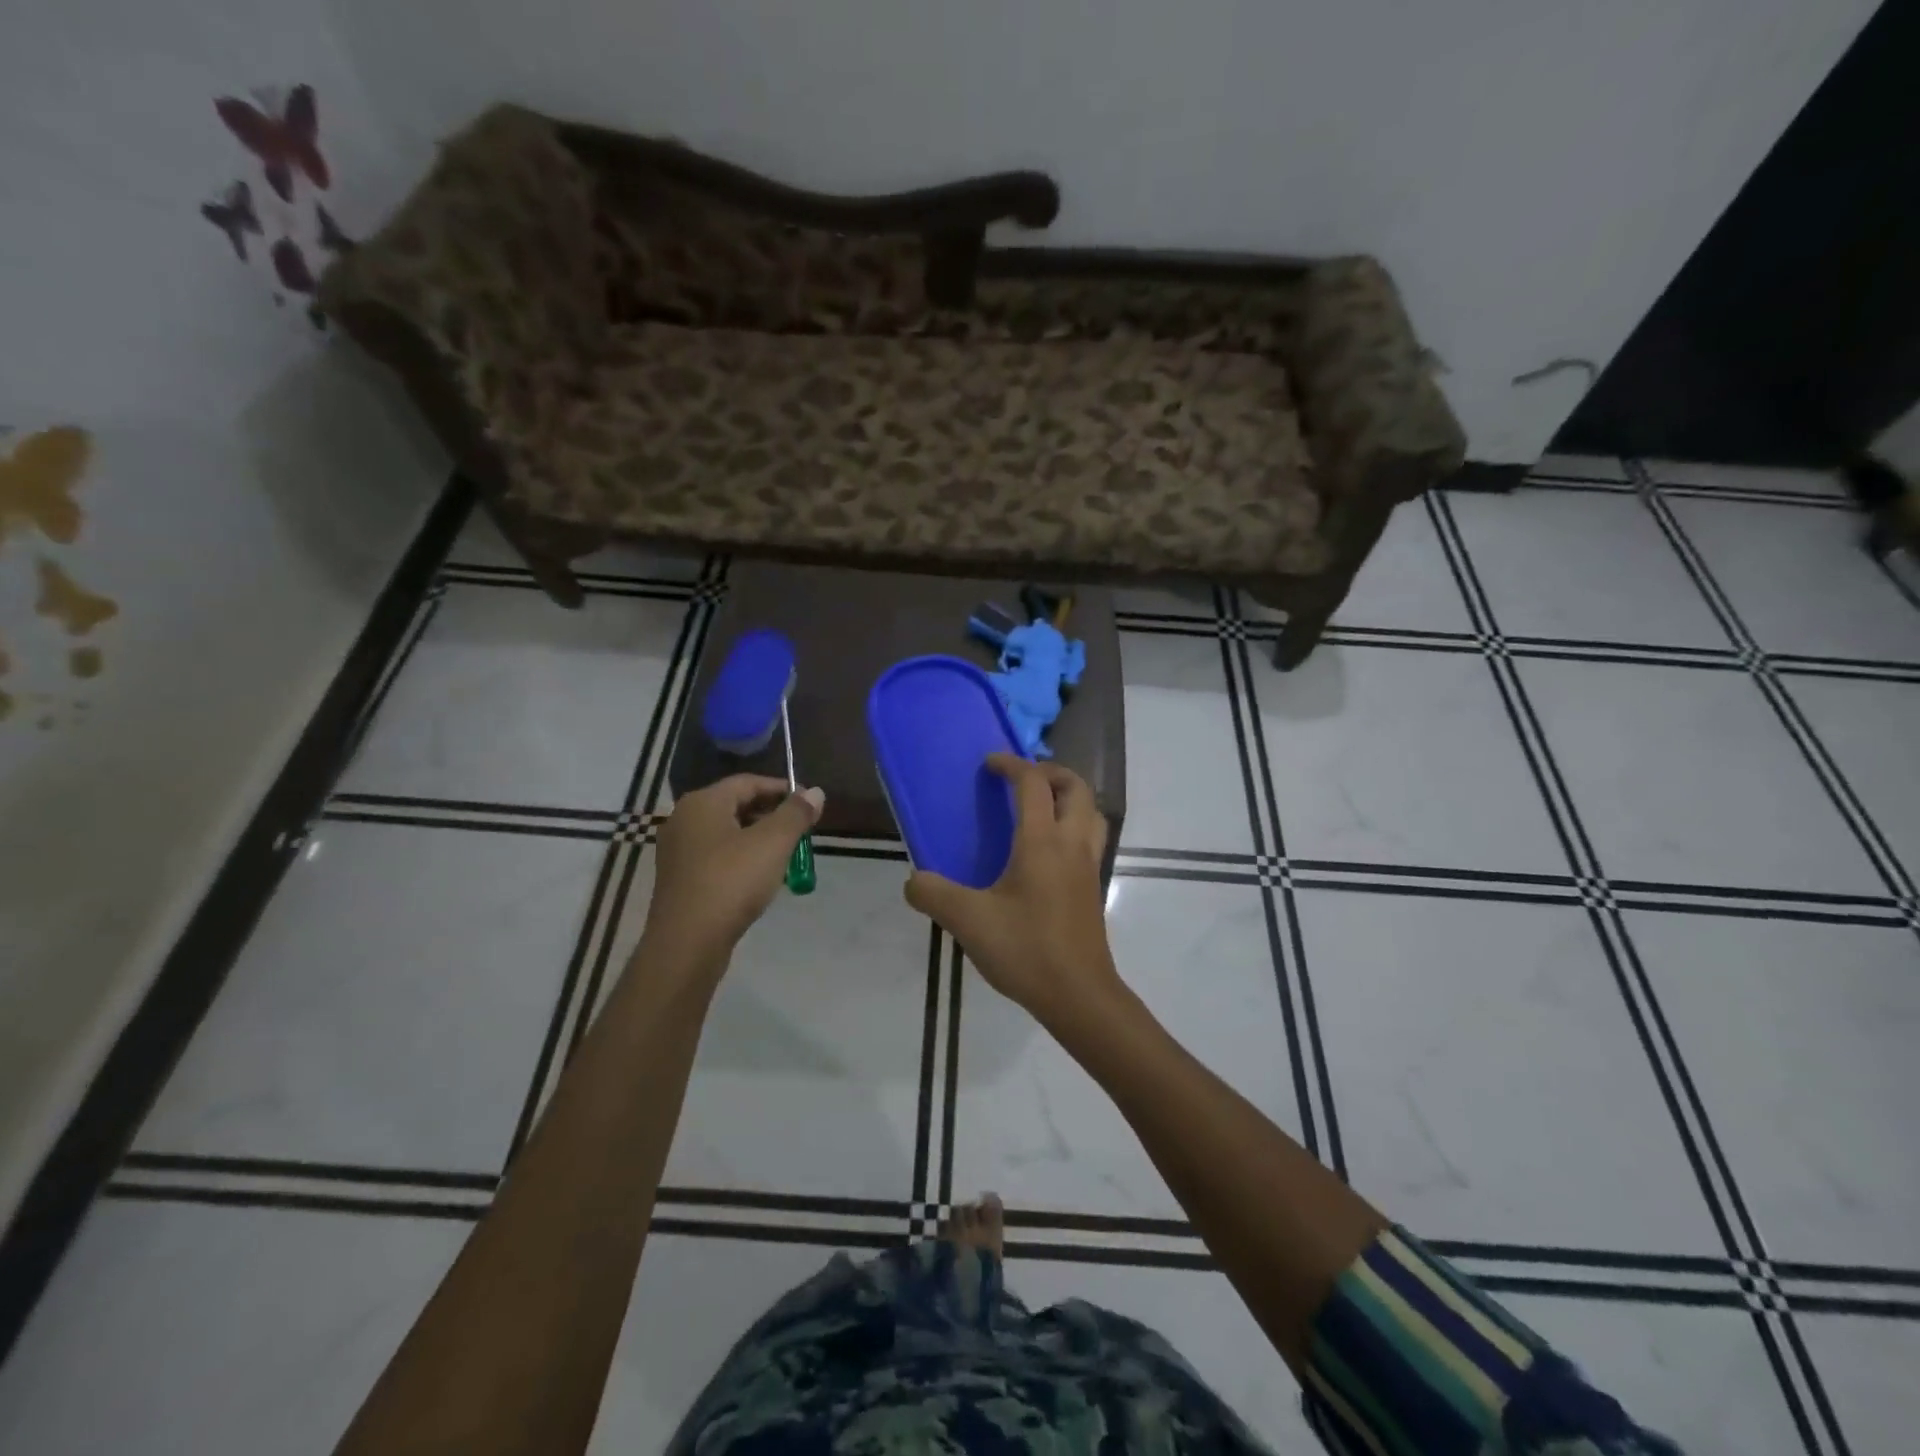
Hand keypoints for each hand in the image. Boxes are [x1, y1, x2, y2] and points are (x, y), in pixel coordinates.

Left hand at [641, 775, 824, 969]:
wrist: (687, 943)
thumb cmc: (731, 882)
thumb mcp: (773, 843)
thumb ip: (796, 814)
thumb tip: (815, 792)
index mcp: (702, 803)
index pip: (748, 782)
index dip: (782, 790)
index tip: (809, 805)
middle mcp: (684, 820)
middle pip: (736, 806)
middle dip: (772, 816)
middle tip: (800, 832)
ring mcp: (678, 851)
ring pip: (727, 833)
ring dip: (758, 839)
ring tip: (785, 855)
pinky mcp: (679, 879)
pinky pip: (716, 857)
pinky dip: (740, 858)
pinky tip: (759, 877)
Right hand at [905, 754, 1117, 1023]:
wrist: (1078, 995)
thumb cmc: (1026, 950)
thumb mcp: (968, 921)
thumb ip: (933, 895)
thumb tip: (913, 881)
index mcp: (1042, 842)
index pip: (1033, 784)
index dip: (1012, 765)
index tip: (990, 764)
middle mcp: (1071, 844)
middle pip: (1076, 787)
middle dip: (1050, 772)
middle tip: (1022, 779)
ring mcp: (1088, 866)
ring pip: (1091, 812)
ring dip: (1069, 797)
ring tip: (1040, 806)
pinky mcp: (1092, 887)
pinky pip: (1090, 838)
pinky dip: (1074, 825)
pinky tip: (1047, 851)